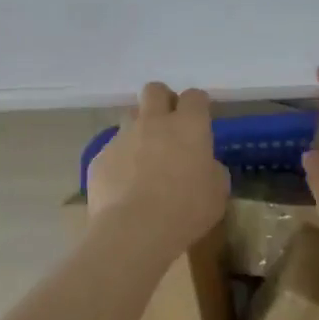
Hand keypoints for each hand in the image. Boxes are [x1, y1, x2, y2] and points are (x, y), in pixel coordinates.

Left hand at [86, 82, 228, 253]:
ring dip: (139, 129)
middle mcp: (153, 122)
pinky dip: (120, 160)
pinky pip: (112, 149)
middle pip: (154, 90)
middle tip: (168, 124)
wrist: (134, 229)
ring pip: (130, 117)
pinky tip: (124, 185)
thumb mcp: (217, 192)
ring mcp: (123, 137)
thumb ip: (212, 169)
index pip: (194, 96)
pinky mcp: (101, 157)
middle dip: (162, 100)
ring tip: (144, 157)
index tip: (199, 119)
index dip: (197, 105)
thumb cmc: (185, 210)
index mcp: (188, 125)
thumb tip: (204, 164)